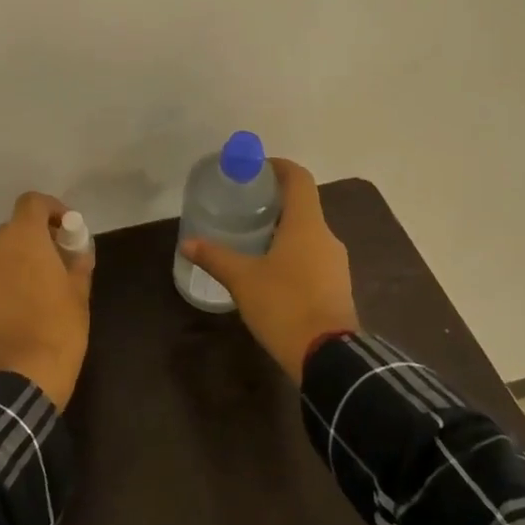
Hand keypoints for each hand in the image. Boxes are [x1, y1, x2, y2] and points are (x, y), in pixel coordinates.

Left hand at [0, 192, 93, 409]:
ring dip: (15, 264)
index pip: (32, 202)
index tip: (67, 230)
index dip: (52, 210)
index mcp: (22, 238)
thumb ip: (77, 266)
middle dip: (34, 241)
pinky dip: (0, 287)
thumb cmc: (56, 330)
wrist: (13, 380)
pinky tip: (16, 313)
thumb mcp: (78, 296)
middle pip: (13, 230)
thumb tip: (78, 253)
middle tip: (56, 264)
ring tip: (36, 291)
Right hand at [182, 159, 358, 381]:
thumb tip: (187, 243)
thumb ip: (215, 257)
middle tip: (243, 207)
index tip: (256, 168)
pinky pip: (313, 257)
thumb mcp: (242, 280)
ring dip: (283, 230)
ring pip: (308, 234)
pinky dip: (292, 254)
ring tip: (252, 239)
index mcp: (307, 225)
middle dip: (274, 203)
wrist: (329, 357)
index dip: (279, 167)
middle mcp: (326, 237)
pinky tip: (270, 271)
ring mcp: (336, 263)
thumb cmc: (285, 305)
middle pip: (303, 206)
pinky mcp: (337, 287)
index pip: (299, 179)